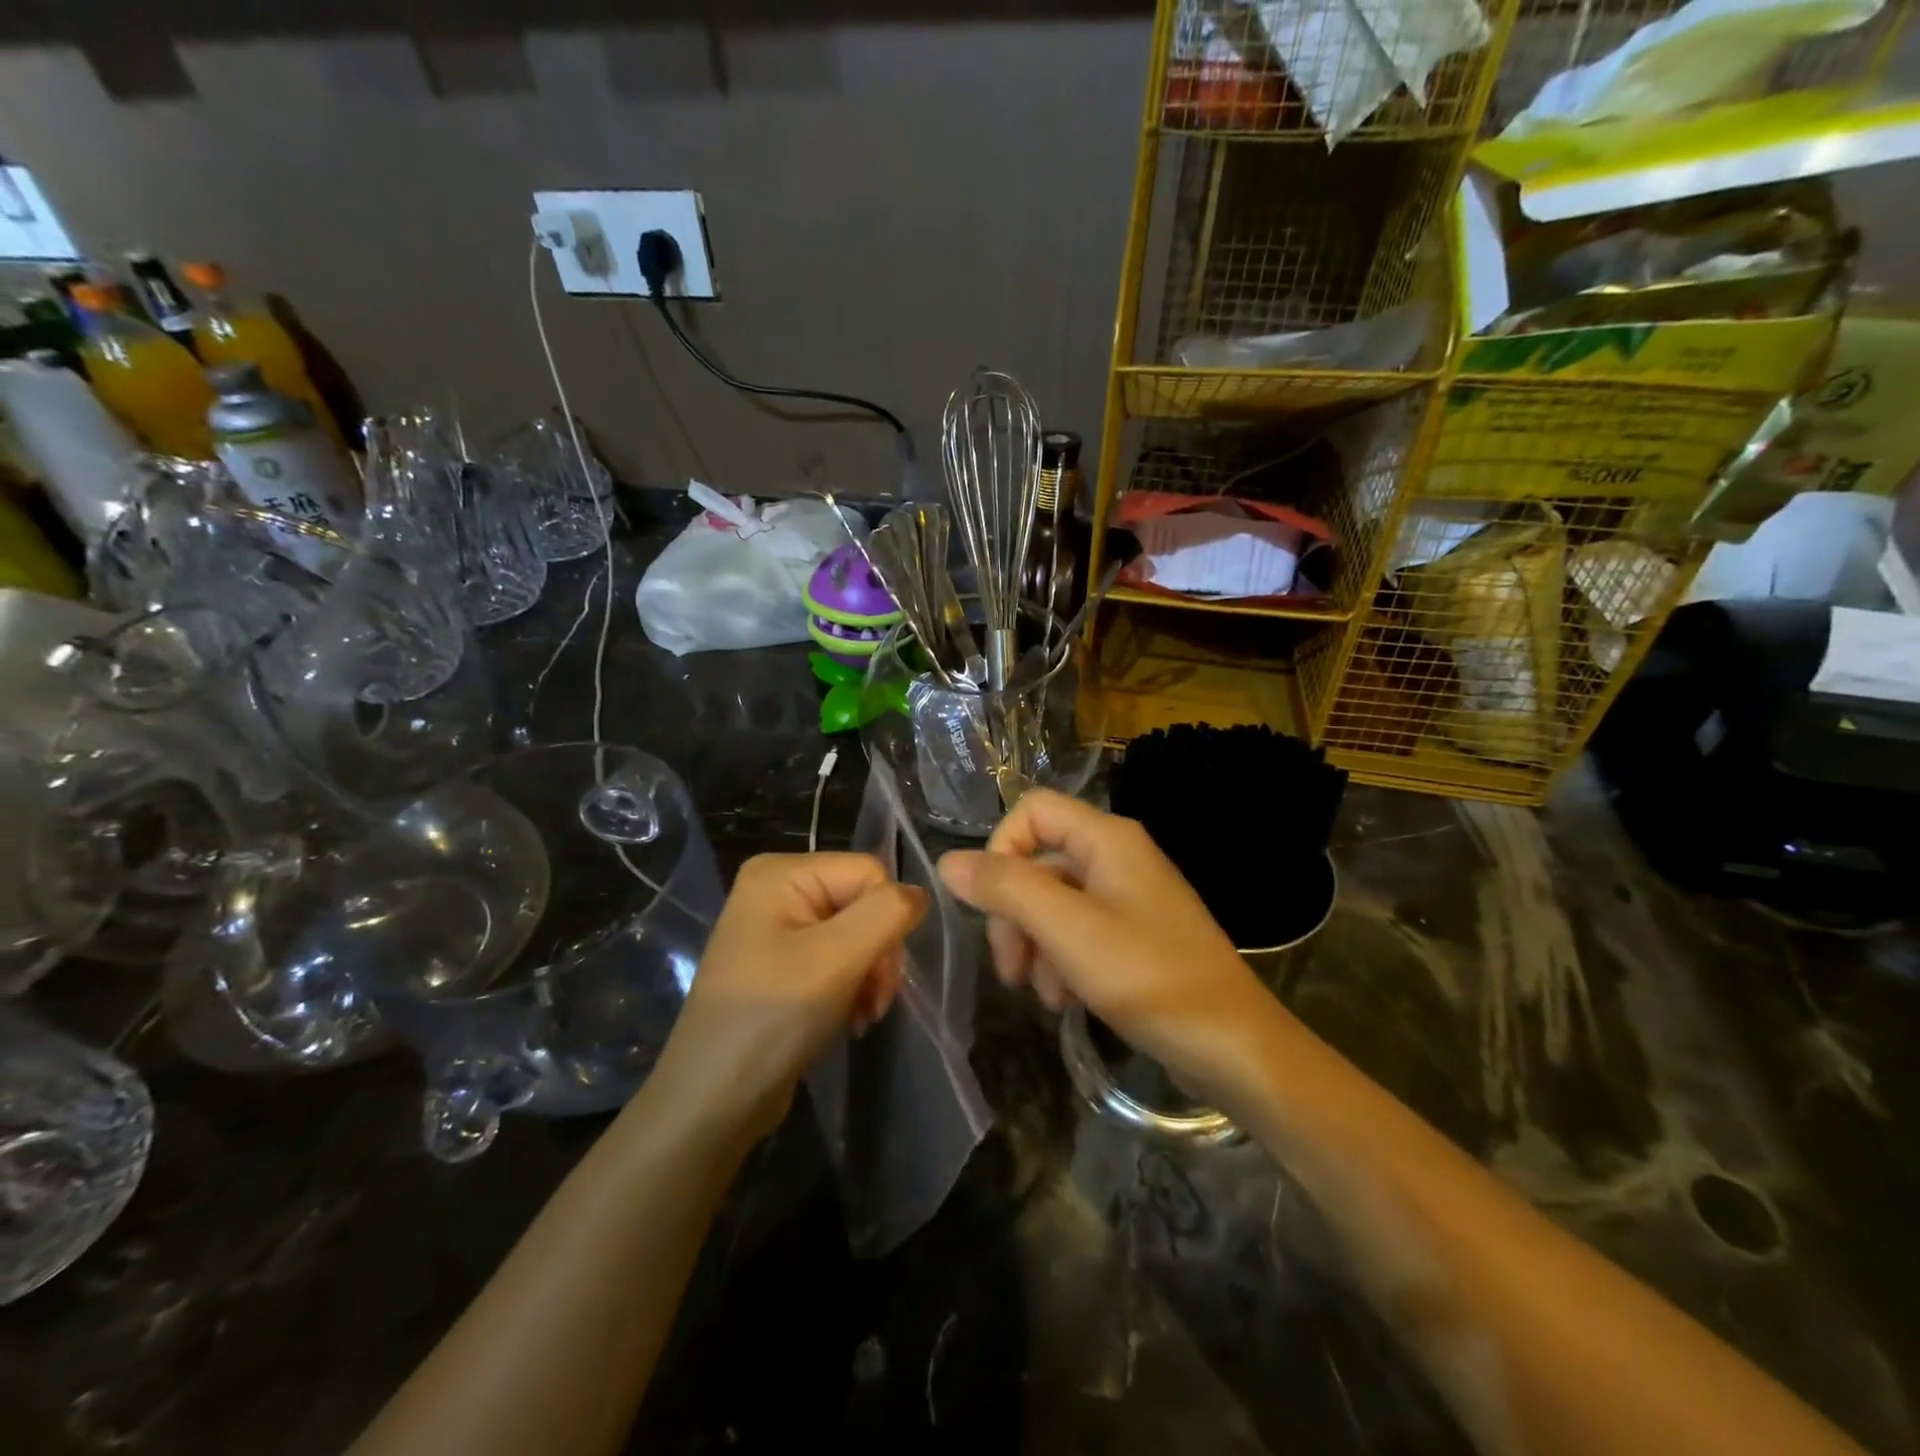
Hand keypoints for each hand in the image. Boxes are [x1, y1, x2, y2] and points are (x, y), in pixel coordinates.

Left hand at [654, 853, 928, 1142]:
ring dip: (870, 975)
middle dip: (879, 953)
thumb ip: (887, 914)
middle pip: (863, 902)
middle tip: (875, 1002)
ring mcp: (778, 927)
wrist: (713, 1101)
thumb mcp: (836, 960)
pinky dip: (853, 987)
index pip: (868, 872)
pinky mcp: (783, 963)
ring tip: (863, 1016)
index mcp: (781, 872)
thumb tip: (921, 893)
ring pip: (857, 933)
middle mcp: (778, 889)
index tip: (882, 976)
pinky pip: (838, 958)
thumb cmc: (771, 1019)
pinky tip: (850, 1018)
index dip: (888, 919)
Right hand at [938, 790, 1270, 1099]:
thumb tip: (948, 861)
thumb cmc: (1149, 977)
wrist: (1232, 1045)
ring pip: (1053, 901)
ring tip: (1043, 996)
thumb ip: (1006, 889)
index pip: (1031, 811)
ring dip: (1035, 945)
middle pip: (1038, 861)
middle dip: (1014, 913)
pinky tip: (1064, 1001)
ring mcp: (1127, 896)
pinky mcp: (1134, 934)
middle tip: (1010, 970)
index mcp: (1106, 839)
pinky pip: (1078, 931)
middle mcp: (1116, 856)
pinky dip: (1061, 960)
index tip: (988, 903)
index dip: (1000, 849)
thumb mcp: (1067, 930)